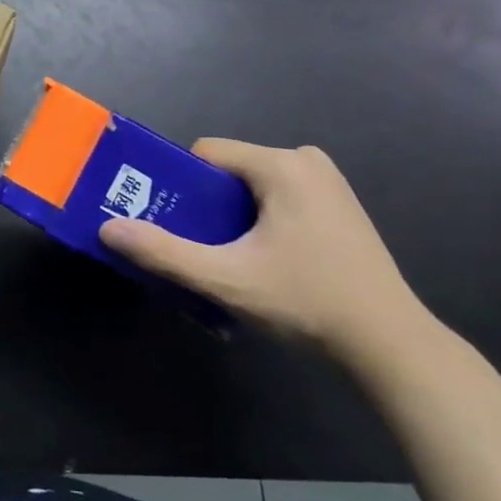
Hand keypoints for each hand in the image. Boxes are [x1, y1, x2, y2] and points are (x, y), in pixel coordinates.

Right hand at [100, 140, 432, 364]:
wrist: (392, 346)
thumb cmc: (308, 302)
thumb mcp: (228, 280)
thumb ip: (165, 252)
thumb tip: (108, 228)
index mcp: (281, 164)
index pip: (207, 154)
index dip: (183, 186)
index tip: (179, 225)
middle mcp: (306, 159)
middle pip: (230, 170)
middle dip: (210, 206)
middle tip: (206, 249)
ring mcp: (328, 180)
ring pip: (254, 185)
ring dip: (236, 216)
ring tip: (236, 260)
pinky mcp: (339, 203)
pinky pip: (280, 196)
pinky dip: (263, 220)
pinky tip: (270, 262)